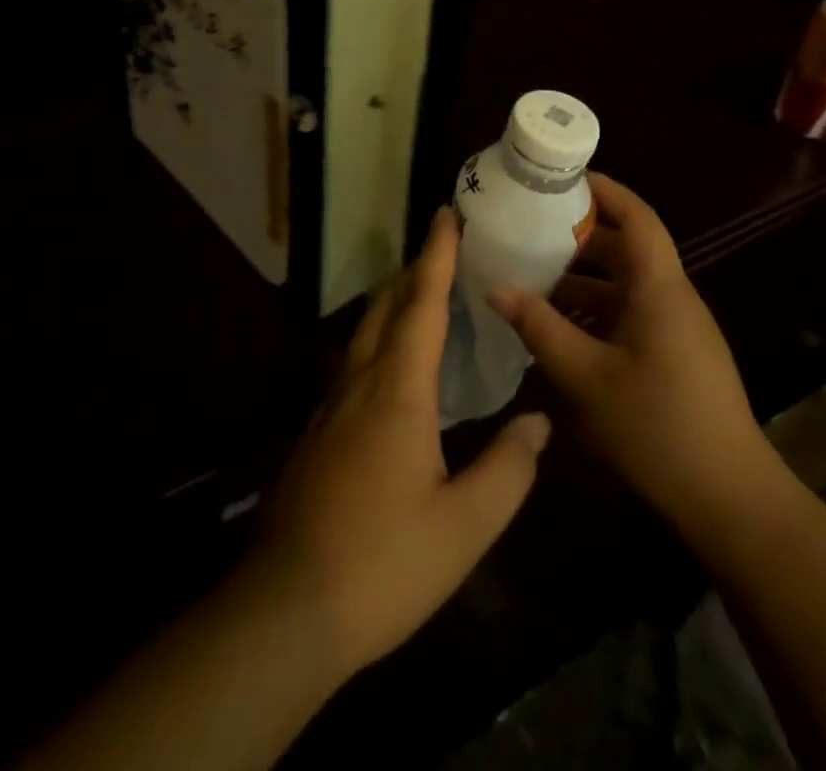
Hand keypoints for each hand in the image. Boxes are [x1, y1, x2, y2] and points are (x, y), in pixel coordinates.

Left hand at [248, 208, 550, 678]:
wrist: (287, 609)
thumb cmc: (384, 563)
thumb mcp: (464, 527)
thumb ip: (508, 469)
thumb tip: (538, 421)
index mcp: (398, 390)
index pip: (421, 304)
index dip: (436, 256)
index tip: (447, 215)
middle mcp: (360, 383)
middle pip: (387, 307)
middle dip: (415, 270)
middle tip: (445, 247)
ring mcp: (332, 406)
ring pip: (366, 332)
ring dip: (395, 302)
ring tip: (424, 292)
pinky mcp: (319, 432)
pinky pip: (354, 361)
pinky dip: (381, 338)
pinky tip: (394, 363)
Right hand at [490, 173, 785, 541]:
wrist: (728, 498)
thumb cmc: (657, 426)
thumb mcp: (587, 377)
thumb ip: (541, 328)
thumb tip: (497, 288)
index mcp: (660, 288)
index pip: (637, 216)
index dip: (604, 190)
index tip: (563, 178)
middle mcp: (672, 297)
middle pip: (627, 248)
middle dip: (581, 235)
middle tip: (532, 229)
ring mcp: (678, 328)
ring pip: (627, 285)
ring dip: (584, 279)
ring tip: (533, 277)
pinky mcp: (676, 356)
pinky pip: (632, 315)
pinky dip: (597, 311)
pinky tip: (561, 329)